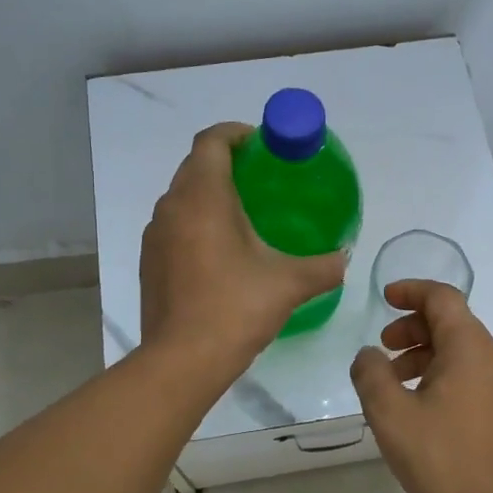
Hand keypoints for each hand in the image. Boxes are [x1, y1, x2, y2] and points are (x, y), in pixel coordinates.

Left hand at [140, 123, 348, 378]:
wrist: (182, 360)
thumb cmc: (235, 308)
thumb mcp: (290, 284)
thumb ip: (324, 266)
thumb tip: (343, 257)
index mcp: (202, 197)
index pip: (212, 141)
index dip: (236, 133)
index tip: (263, 145)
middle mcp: (172, 207)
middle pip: (195, 165)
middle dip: (227, 163)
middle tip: (263, 180)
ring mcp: (155, 235)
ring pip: (182, 197)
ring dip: (210, 195)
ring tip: (245, 215)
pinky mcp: (149, 262)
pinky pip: (174, 226)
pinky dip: (196, 223)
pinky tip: (221, 252)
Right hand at [350, 280, 492, 492]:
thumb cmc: (438, 459)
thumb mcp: (390, 413)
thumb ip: (371, 373)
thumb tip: (368, 355)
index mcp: (471, 349)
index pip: (443, 299)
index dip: (411, 291)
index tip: (384, 298)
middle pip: (453, 322)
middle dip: (413, 327)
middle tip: (382, 347)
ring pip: (461, 350)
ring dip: (425, 353)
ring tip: (393, 380)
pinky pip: (471, 374)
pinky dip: (442, 373)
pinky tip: (417, 402)